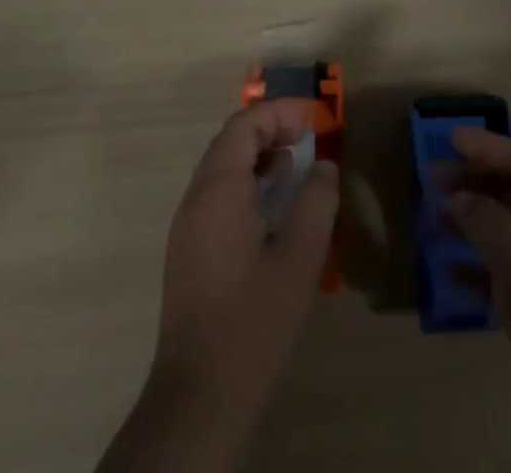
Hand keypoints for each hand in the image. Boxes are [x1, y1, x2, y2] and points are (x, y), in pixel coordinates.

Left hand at [100, 100, 337, 472]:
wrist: (199, 397)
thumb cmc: (254, 321)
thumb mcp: (300, 258)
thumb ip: (316, 201)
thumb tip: (323, 166)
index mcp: (218, 190)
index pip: (245, 125)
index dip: (280, 112)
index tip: (315, 119)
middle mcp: (196, 198)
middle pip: (230, 141)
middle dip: (270, 128)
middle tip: (308, 136)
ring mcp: (187, 225)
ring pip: (222, 167)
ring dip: (258, 155)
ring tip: (296, 166)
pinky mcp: (188, 250)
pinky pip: (216, 193)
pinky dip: (246, 181)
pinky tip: (272, 205)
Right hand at [450, 129, 510, 472]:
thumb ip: (484, 216)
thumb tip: (456, 197)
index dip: (484, 146)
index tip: (448, 140)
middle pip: (506, 187)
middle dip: (471, 179)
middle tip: (431, 179)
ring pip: (496, 225)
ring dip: (465, 217)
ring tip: (431, 218)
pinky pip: (492, 266)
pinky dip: (469, 263)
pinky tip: (445, 269)